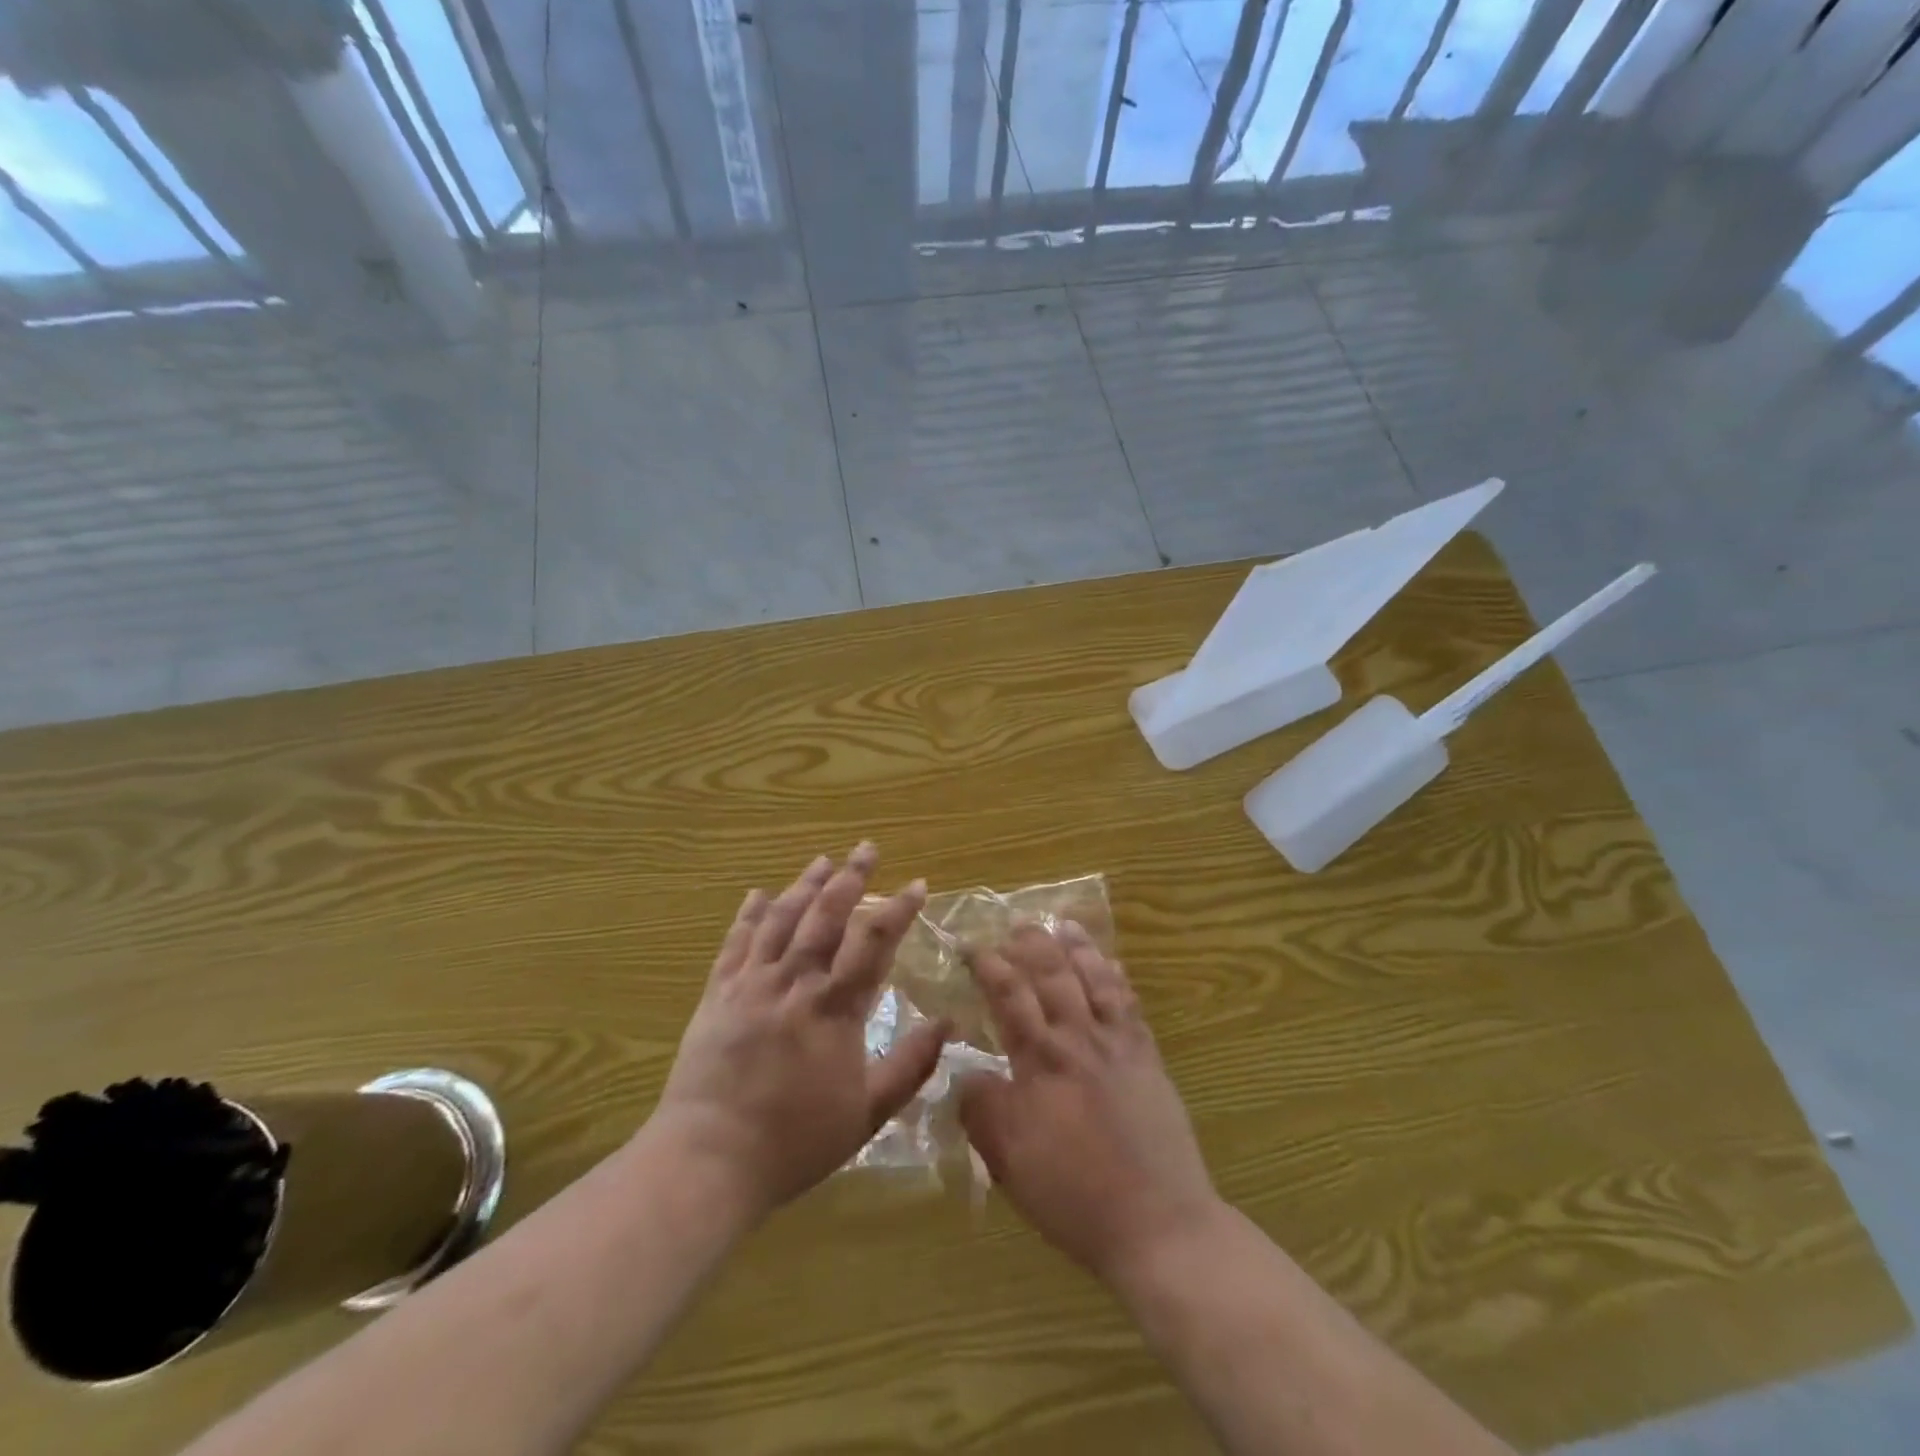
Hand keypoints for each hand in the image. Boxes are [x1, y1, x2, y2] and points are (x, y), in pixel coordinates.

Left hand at [650, 845, 948, 1223]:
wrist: (708, 1159)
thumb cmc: (794, 1141)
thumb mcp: (866, 1114)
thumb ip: (909, 1065)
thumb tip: (946, 1023)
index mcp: (834, 1007)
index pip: (874, 942)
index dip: (898, 909)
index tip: (917, 884)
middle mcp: (795, 982)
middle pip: (827, 916)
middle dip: (851, 878)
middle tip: (867, 848)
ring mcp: (752, 984)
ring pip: (782, 919)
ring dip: (804, 885)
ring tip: (823, 861)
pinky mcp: (718, 994)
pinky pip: (735, 943)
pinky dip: (749, 915)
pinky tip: (757, 895)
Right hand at [959, 922, 1220, 1282]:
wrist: (1158, 1223)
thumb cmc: (1073, 1194)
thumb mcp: (1008, 1161)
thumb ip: (982, 1110)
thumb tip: (968, 1074)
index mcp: (1040, 1060)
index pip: (1009, 995)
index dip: (988, 965)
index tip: (971, 947)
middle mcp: (1078, 1038)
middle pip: (1052, 974)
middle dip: (1031, 944)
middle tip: (1015, 926)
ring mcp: (1118, 1045)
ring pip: (1094, 978)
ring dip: (1077, 948)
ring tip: (1063, 925)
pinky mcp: (1147, 1058)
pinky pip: (1130, 1003)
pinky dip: (1116, 977)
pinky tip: (1111, 964)